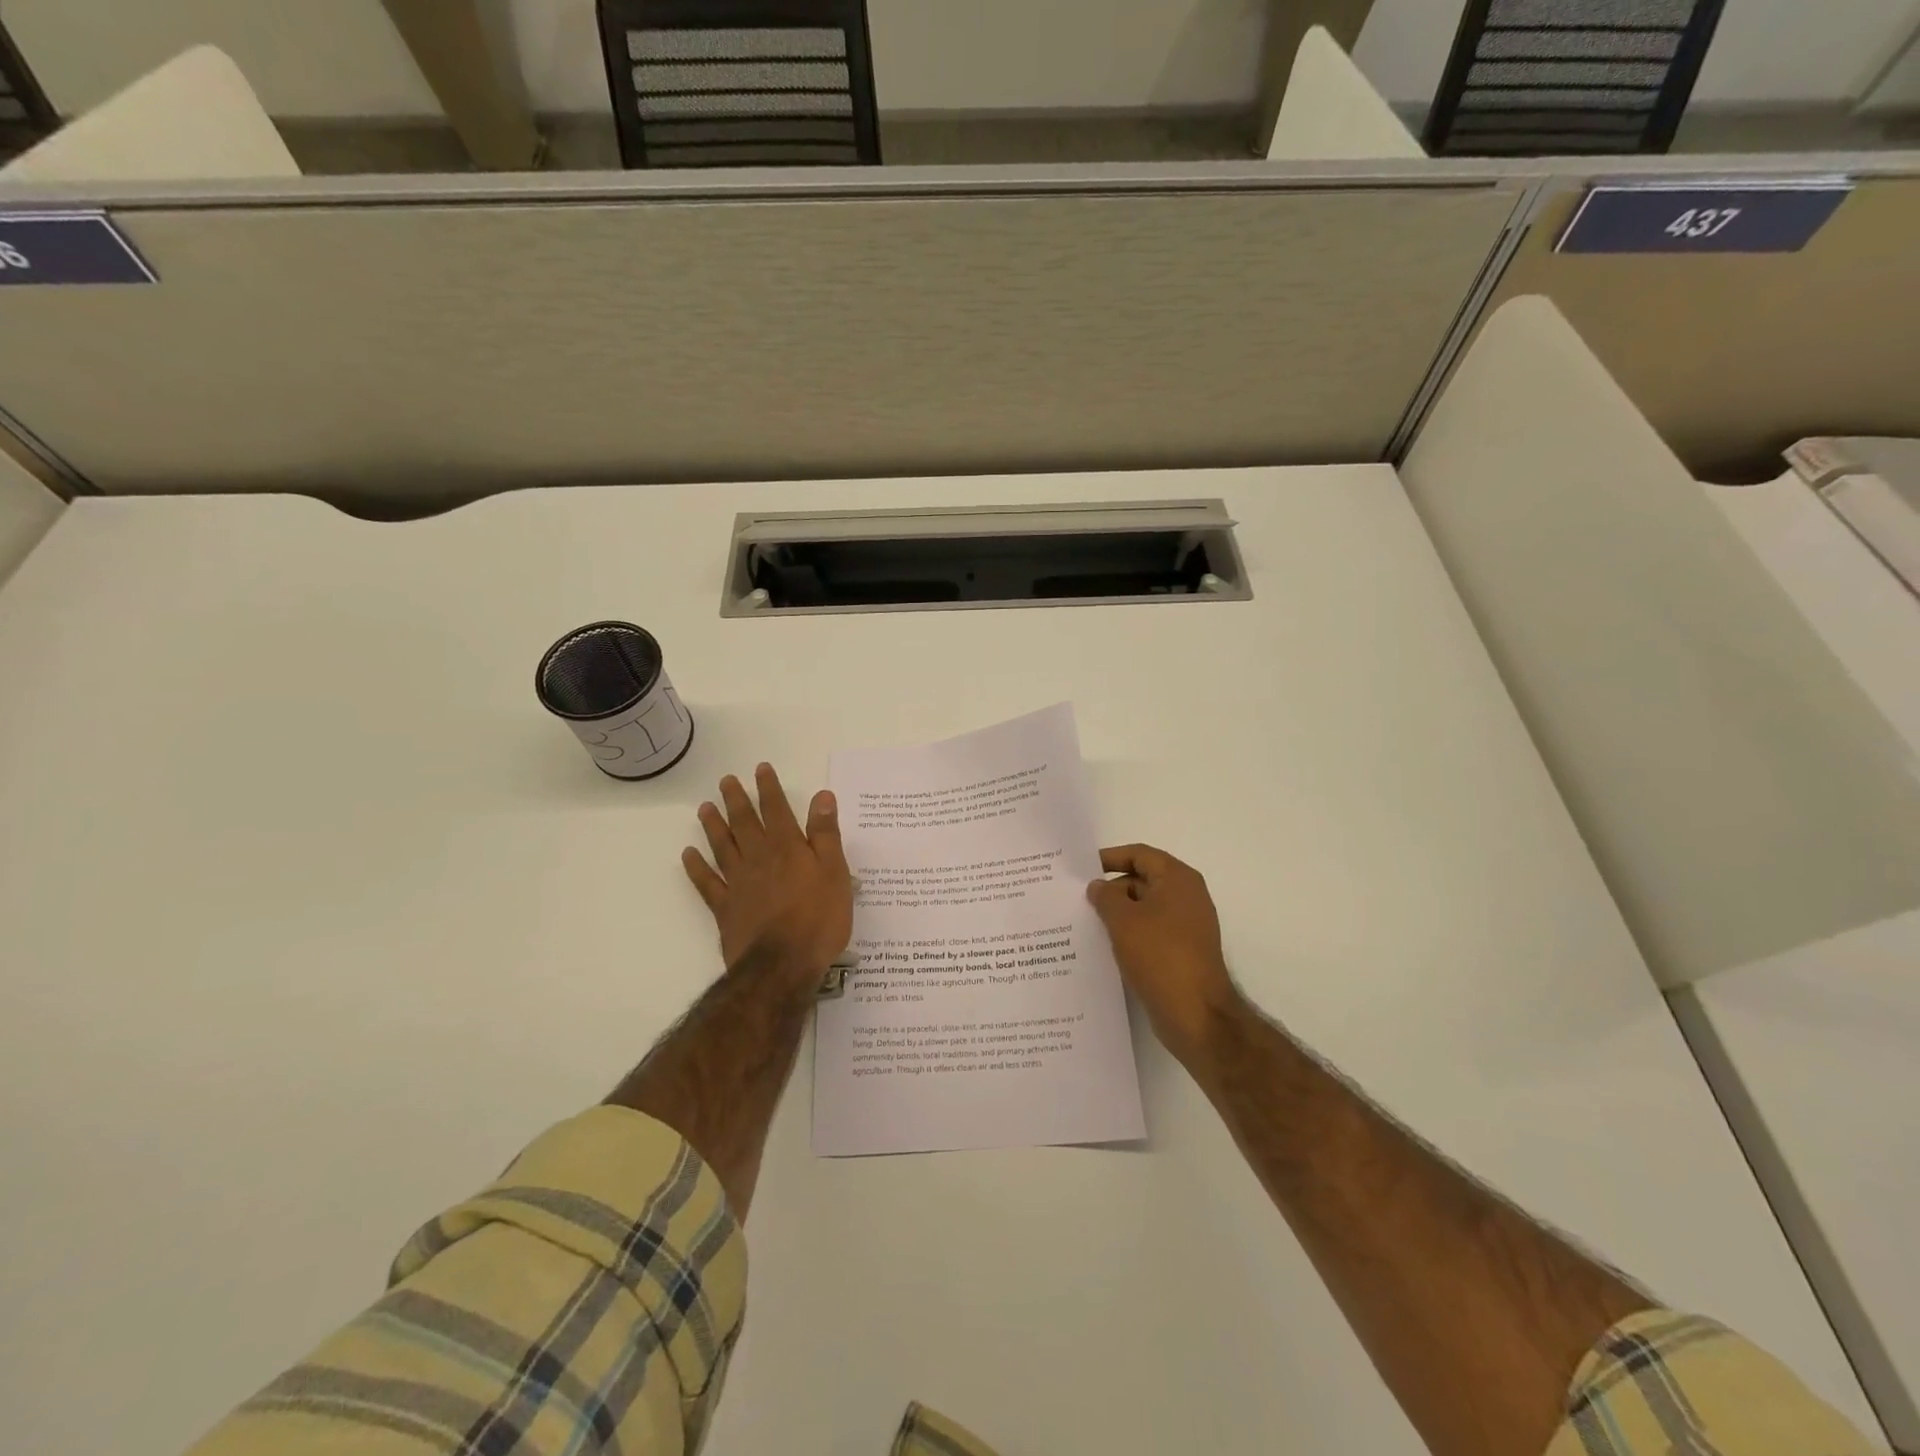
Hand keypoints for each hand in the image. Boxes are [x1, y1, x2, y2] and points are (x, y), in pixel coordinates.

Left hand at [684, 763, 852, 988]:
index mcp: (788, 848)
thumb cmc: (819, 918)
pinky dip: (697, 868)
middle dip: (737, 800)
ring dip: (713, 826)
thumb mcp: (835, 872)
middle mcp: (759, 858)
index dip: (769, 788)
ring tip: (704, 807)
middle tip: (725, 781)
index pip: (777, 810)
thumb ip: (825, 834)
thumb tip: (821, 797)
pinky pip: (707, 883)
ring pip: (723, 847)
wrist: (782, 964)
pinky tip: (688, 856)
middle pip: (745, 823)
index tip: (760, 769)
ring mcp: (738, 883)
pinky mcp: (725, 909)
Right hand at [1088, 844, 1240, 1067]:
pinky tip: (1104, 946)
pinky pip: (1150, 932)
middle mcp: (1187, 896)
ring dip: (1117, 913)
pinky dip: (1129, 934)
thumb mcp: (1123, 920)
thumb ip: (1105, 896)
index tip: (1081, 869)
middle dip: (1111, 888)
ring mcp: (1187, 926)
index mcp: (1178, 879)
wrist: (1196, 1015)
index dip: (1109, 858)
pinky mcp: (1182, 951)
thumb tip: (1098, 886)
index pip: (1139, 855)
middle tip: (1077, 899)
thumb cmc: (1159, 956)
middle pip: (1142, 880)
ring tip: (1084, 922)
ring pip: (1144, 908)